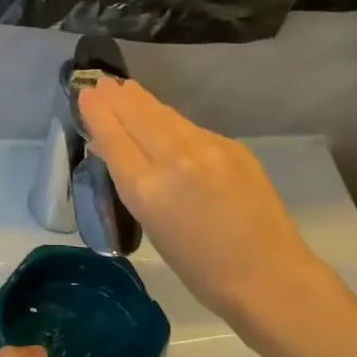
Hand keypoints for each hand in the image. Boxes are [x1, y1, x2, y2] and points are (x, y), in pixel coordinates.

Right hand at [79, 77, 330, 334]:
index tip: (87, 93)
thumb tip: (121, 154)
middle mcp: (175, 161)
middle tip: (102, 80)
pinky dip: (172, 121)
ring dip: (143, 101)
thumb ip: (137, 187)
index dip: (98, 113)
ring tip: (127, 88)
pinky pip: (192, 128)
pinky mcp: (233, 147)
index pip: (114, 139)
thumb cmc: (203, 271)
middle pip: (139, 117)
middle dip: (118, 97)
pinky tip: (166, 118)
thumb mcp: (155, 229)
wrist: (269, 276)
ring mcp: (208, 149)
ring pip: (166, 116)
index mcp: (148, 191)